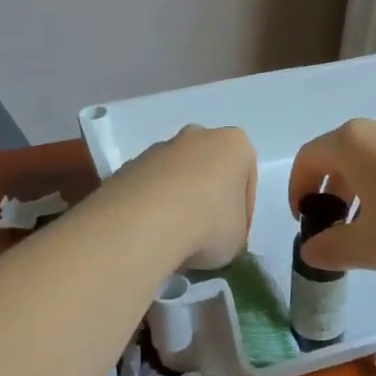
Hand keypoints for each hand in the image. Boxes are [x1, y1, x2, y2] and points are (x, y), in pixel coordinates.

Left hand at [106, 124, 255, 272]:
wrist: (146, 222)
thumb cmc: (209, 224)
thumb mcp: (237, 239)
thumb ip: (233, 230)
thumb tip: (218, 236)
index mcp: (234, 144)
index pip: (246, 179)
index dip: (243, 212)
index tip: (234, 236)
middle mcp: (197, 136)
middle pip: (208, 169)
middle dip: (207, 197)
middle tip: (205, 234)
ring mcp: (160, 148)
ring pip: (176, 176)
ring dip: (177, 201)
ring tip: (175, 238)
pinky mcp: (129, 164)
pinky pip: (150, 187)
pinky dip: (152, 206)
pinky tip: (151, 232)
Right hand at [287, 116, 375, 284]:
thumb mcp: (368, 248)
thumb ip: (331, 247)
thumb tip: (311, 249)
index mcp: (353, 143)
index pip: (309, 157)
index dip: (298, 188)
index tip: (304, 220)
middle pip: (341, 154)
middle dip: (330, 190)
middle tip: (335, 226)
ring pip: (373, 159)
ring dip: (361, 190)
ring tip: (371, 229)